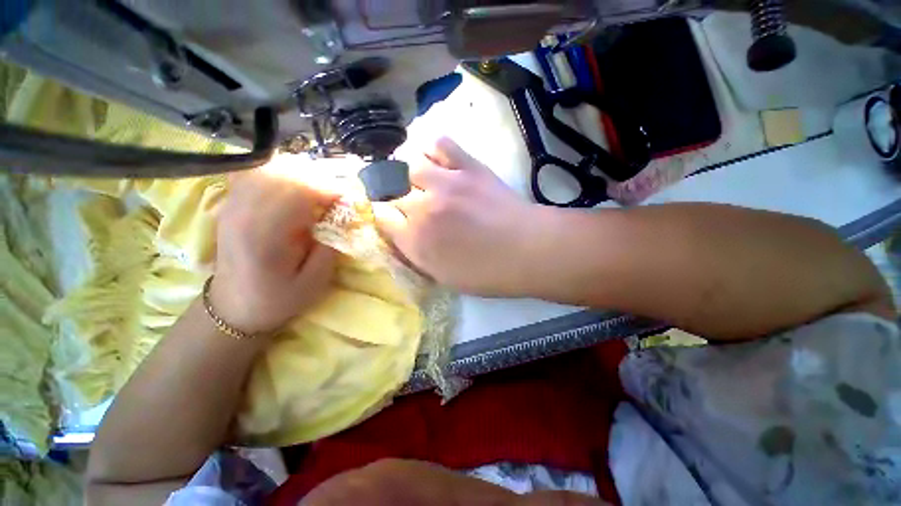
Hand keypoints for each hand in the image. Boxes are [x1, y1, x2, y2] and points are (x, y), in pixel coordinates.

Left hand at [210, 163, 338, 333]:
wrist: (233, 307)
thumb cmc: (277, 299)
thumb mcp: (315, 281)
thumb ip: (332, 246)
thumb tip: (347, 218)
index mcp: (264, 233)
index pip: (299, 190)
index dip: (331, 191)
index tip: (350, 204)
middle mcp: (244, 210)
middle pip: (286, 172)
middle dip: (321, 182)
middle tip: (337, 201)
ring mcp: (234, 202)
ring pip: (273, 167)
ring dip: (304, 177)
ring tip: (319, 197)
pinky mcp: (233, 201)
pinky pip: (259, 172)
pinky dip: (283, 175)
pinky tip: (295, 190)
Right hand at [373, 137, 544, 295]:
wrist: (529, 250)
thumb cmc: (488, 273)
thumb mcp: (444, 277)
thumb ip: (416, 254)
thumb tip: (401, 233)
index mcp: (416, 241)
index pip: (381, 217)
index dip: (383, 216)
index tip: (391, 217)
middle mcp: (423, 208)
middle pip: (390, 190)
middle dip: (392, 195)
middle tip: (405, 200)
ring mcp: (445, 182)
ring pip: (407, 163)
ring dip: (407, 171)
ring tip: (416, 178)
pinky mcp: (468, 166)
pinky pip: (440, 144)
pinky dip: (432, 149)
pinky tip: (437, 161)